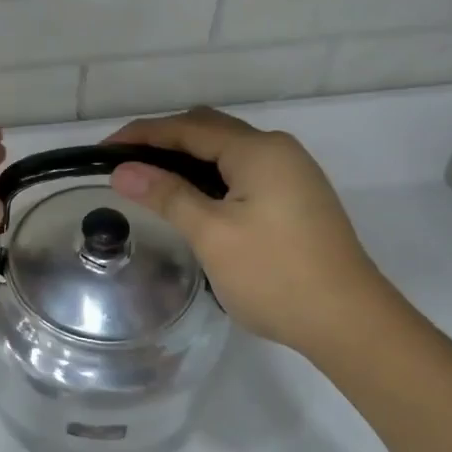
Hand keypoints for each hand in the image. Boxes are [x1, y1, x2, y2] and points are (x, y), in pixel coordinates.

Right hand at [105, 108, 391, 355]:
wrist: (350, 323)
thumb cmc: (275, 275)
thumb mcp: (212, 234)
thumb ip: (166, 195)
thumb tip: (122, 170)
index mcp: (258, 150)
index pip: (187, 128)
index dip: (141, 134)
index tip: (102, 150)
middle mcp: (278, 150)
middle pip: (208, 130)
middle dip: (163, 141)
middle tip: (124, 165)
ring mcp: (292, 174)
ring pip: (226, 151)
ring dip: (187, 159)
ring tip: (149, 181)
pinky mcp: (297, 197)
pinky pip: (242, 171)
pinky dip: (209, 176)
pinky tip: (191, 199)